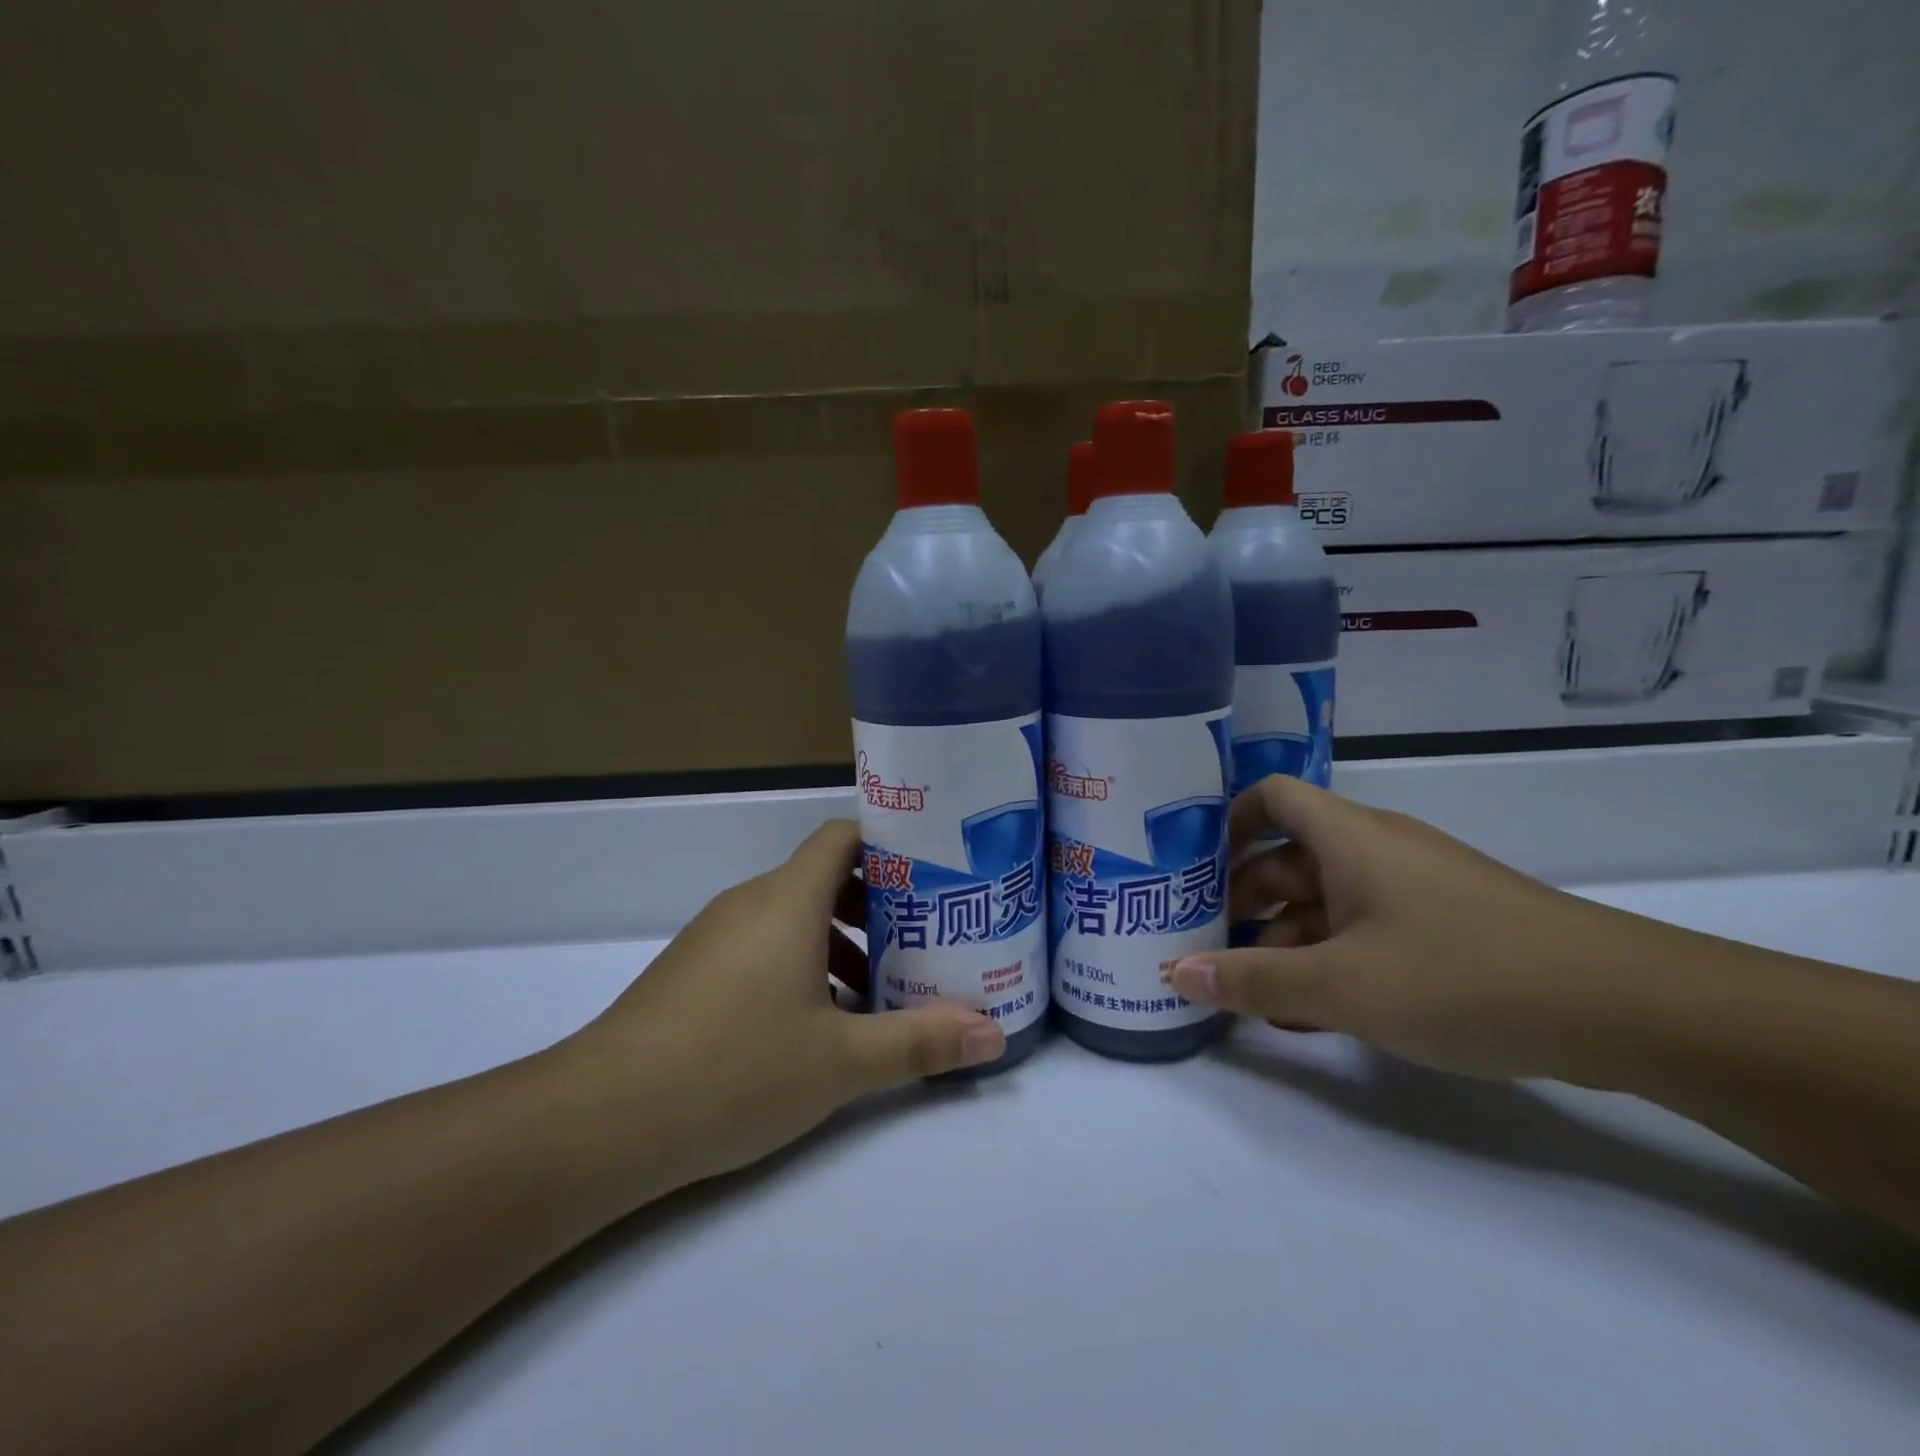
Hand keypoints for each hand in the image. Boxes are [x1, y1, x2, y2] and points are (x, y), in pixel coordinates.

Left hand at [560, 820, 1005, 1191]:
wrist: (601, 1119)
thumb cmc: (735, 1068)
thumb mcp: (840, 1061)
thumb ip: (920, 1042)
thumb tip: (993, 1034)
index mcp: (788, 899)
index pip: (843, 836)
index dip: (889, 847)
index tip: (930, 879)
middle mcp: (750, 902)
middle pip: (823, 876)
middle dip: (875, 906)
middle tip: (918, 943)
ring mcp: (714, 935)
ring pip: (791, 915)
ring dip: (837, 942)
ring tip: (873, 994)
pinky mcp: (692, 970)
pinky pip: (760, 944)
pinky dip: (798, 964)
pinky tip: (812, 1025)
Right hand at [1166, 775, 1617, 1080]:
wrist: (1629, 1009)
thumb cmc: (1463, 976)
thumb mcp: (1342, 987)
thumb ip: (1252, 982)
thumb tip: (1174, 974)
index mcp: (1347, 837)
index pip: (1270, 797)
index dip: (1226, 823)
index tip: (1193, 870)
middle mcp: (1377, 850)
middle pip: (1289, 857)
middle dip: (1243, 901)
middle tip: (1208, 948)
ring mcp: (1415, 888)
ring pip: (1326, 902)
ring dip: (1285, 942)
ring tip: (1253, 996)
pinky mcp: (1446, 927)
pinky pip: (1366, 931)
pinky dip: (1331, 961)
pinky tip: (1316, 1014)